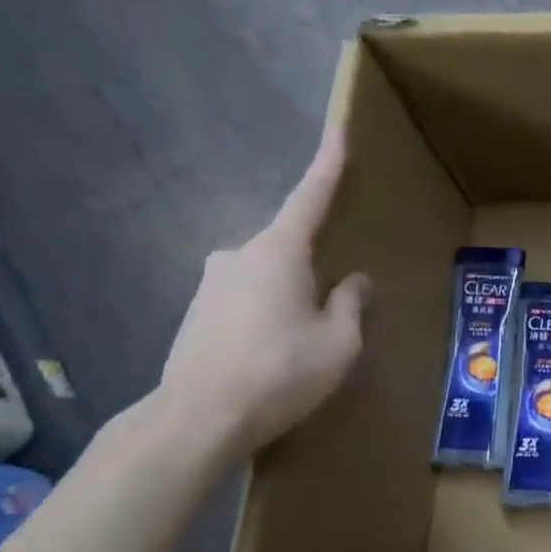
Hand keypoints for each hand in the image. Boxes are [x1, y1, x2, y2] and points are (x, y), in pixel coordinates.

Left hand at [155, 116, 368, 456]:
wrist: (197, 420)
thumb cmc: (281, 372)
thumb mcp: (340, 342)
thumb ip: (351, 303)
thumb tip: (354, 280)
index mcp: (279, 251)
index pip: (311, 196)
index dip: (329, 164)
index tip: (339, 131)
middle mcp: (239, 255)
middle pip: (290, 246)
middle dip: (315, 267)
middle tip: (335, 306)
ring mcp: (211, 284)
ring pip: (267, 277)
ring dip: (290, 297)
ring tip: (305, 343)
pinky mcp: (196, 314)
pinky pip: (246, 300)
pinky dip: (266, 316)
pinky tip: (274, 355)